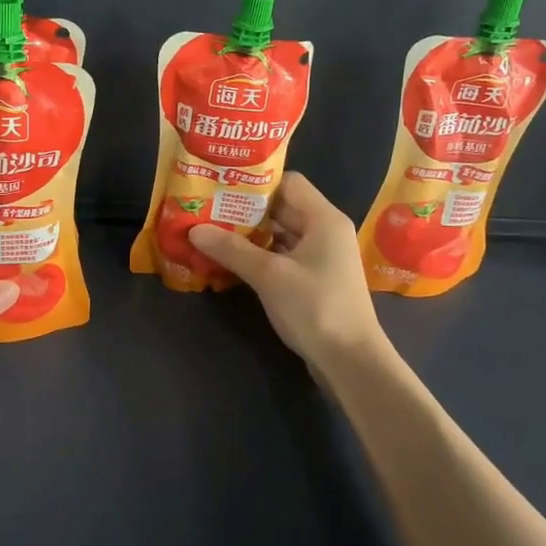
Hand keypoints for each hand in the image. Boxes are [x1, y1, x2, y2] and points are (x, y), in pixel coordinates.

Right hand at [188, 171, 385, 369]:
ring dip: (250, 235)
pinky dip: (260, 256)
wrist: (350, 362)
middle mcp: (325, 231)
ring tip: (212, 234)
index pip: (288, 183)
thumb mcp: (269, 276)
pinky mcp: (315, 280)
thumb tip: (194, 229)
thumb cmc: (315, 308)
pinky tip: (231, 262)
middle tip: (207, 210)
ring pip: (281, 234)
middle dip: (245, 211)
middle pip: (282, 208)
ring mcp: (321, 257)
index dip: (256, 184)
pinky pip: (283, 256)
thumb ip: (232, 249)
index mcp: (323, 219)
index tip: (223, 189)